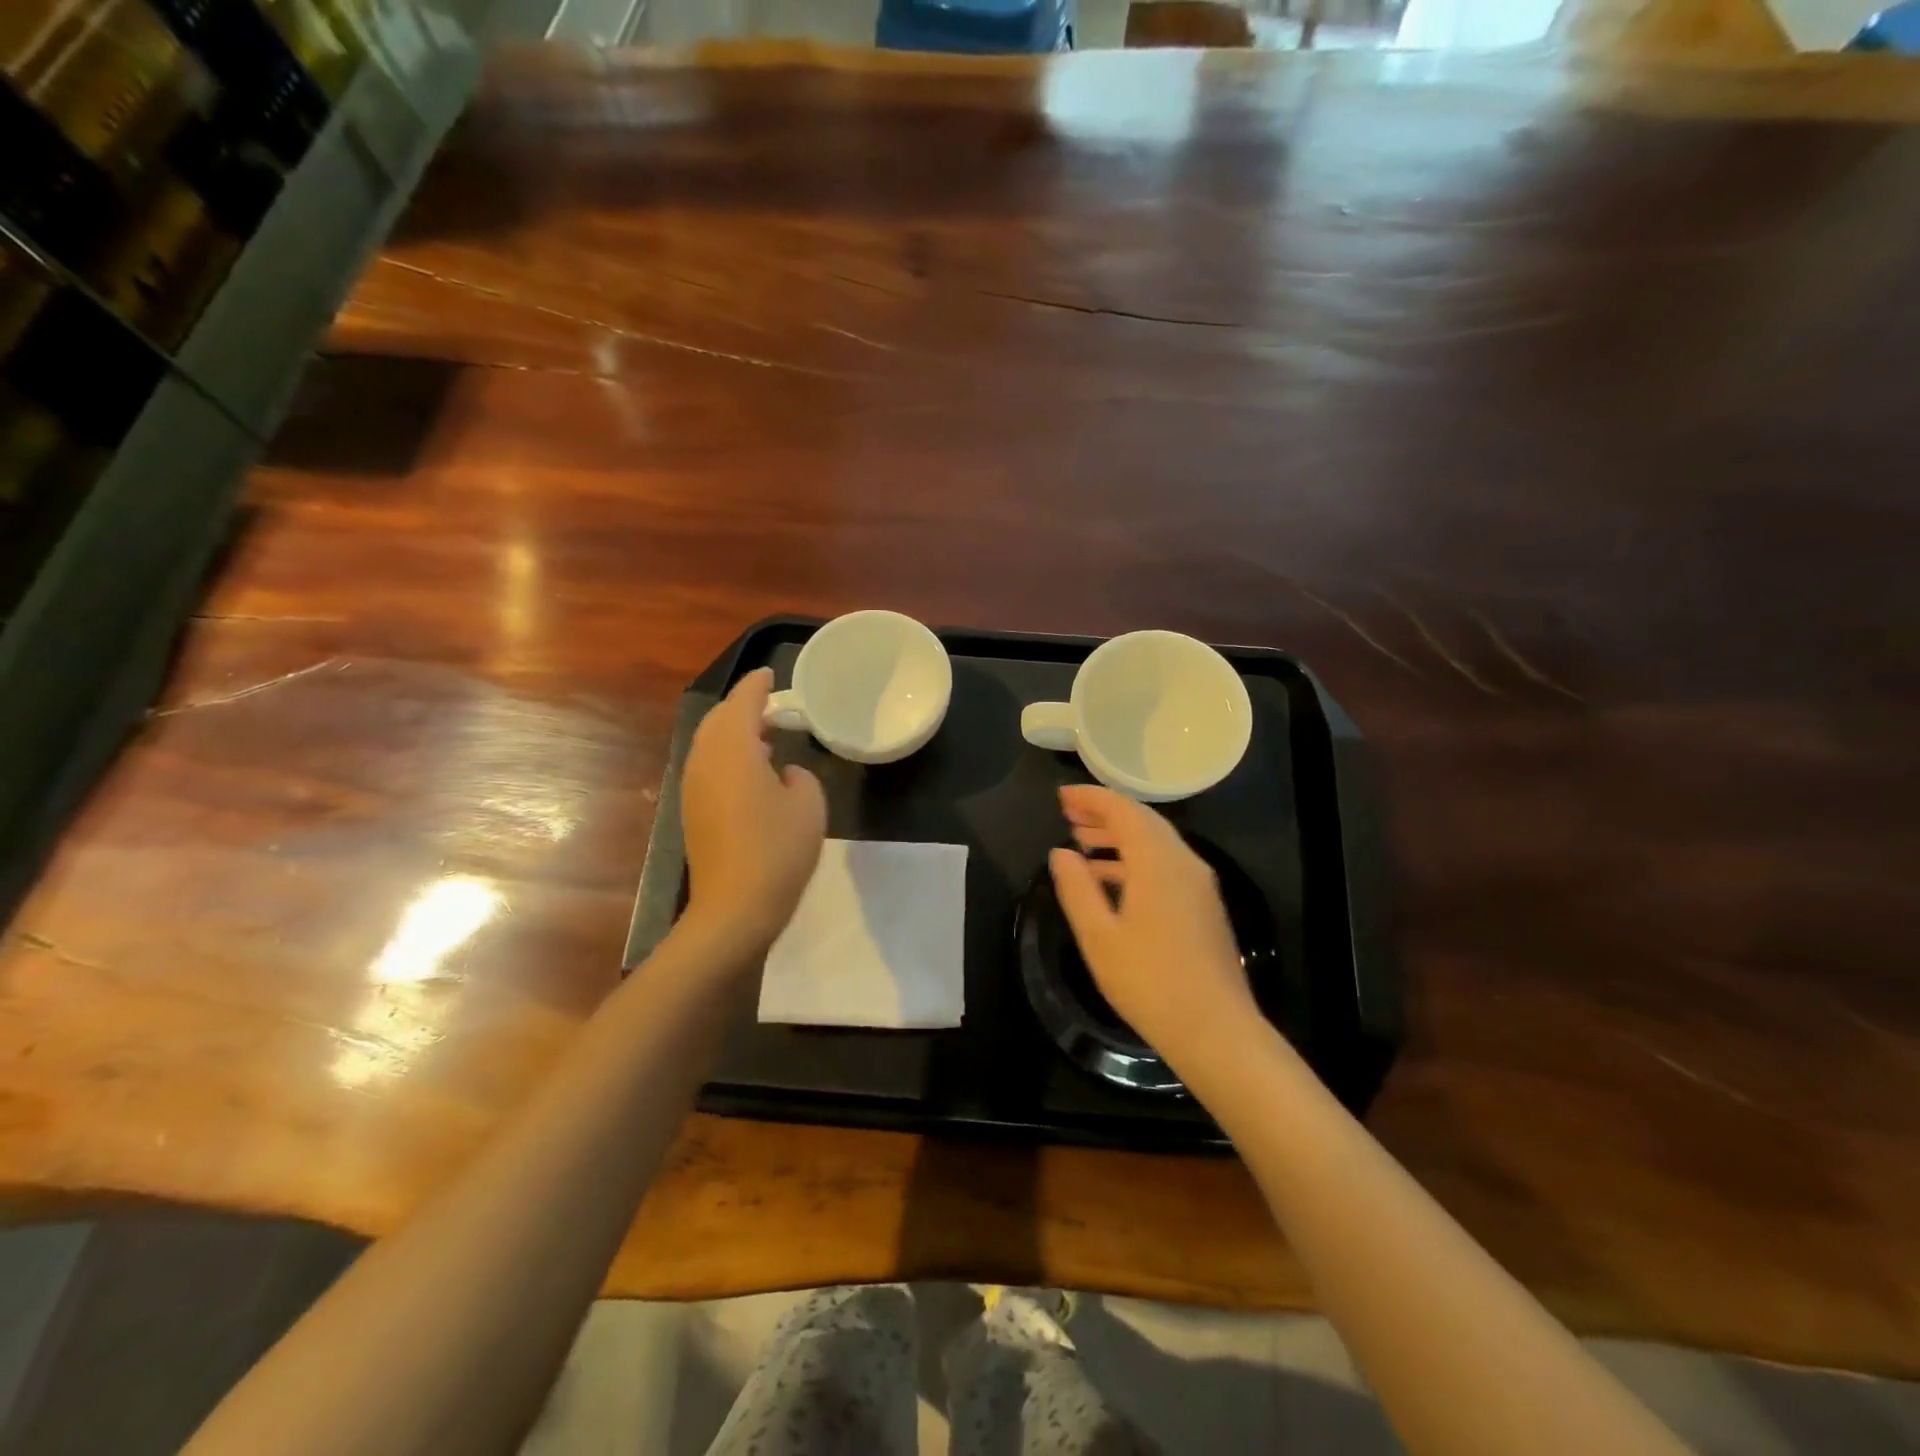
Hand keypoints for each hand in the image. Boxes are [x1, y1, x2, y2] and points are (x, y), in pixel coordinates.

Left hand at [680, 668, 826, 956]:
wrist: (735, 907)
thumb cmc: (778, 849)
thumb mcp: (809, 804)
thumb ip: (799, 775)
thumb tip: (782, 774)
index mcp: (734, 749)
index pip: (743, 702)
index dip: (757, 685)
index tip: (769, 674)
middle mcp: (706, 760)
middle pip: (719, 719)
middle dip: (742, 706)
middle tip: (770, 705)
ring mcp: (694, 786)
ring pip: (709, 742)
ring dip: (733, 732)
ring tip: (763, 735)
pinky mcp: (693, 810)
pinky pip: (708, 765)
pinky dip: (727, 754)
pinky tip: (750, 770)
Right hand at [1049, 784, 1258, 1068]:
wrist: (1216, 1030)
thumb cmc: (1149, 983)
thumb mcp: (1099, 937)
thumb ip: (1076, 888)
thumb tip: (1061, 853)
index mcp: (1158, 861)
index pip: (1122, 810)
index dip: (1090, 798)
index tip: (1061, 797)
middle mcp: (1184, 862)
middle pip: (1142, 820)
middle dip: (1104, 813)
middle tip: (1068, 815)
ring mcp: (1199, 884)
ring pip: (1156, 842)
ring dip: (1119, 837)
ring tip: (1082, 842)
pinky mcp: (1204, 905)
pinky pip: (1166, 864)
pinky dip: (1135, 859)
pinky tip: (1111, 880)